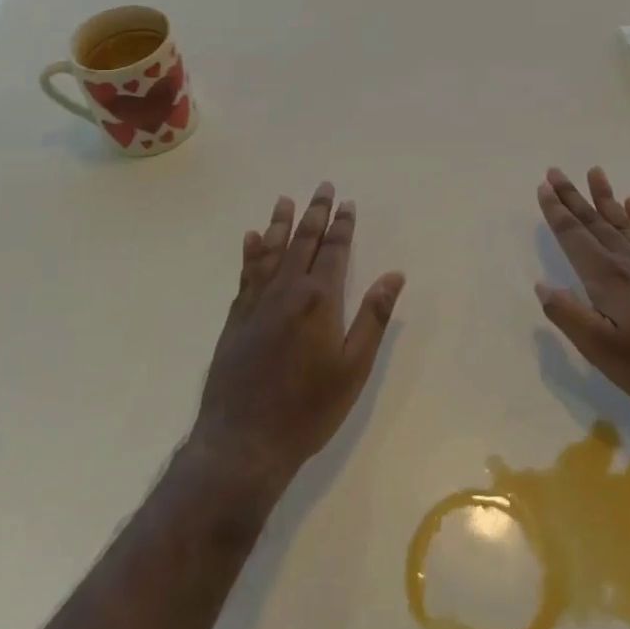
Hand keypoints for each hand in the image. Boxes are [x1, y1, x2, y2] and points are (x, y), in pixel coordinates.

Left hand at [191, 183, 404, 497]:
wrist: (243, 441)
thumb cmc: (308, 408)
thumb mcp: (353, 368)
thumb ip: (372, 317)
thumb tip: (394, 275)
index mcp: (319, 300)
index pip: (333, 251)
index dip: (342, 226)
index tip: (347, 203)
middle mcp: (286, 291)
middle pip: (303, 242)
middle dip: (315, 213)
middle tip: (322, 187)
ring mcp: (256, 303)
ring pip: (271, 251)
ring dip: (280, 223)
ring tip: (285, 200)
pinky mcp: (236, 318)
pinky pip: (246, 273)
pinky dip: (251, 252)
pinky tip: (251, 239)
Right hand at [534, 167, 629, 429]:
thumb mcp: (604, 353)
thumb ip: (570, 316)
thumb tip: (542, 285)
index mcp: (609, 279)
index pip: (575, 237)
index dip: (556, 213)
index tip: (543, 186)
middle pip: (596, 223)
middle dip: (574, 198)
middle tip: (555, 171)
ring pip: (624, 224)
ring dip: (606, 199)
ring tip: (595, 172)